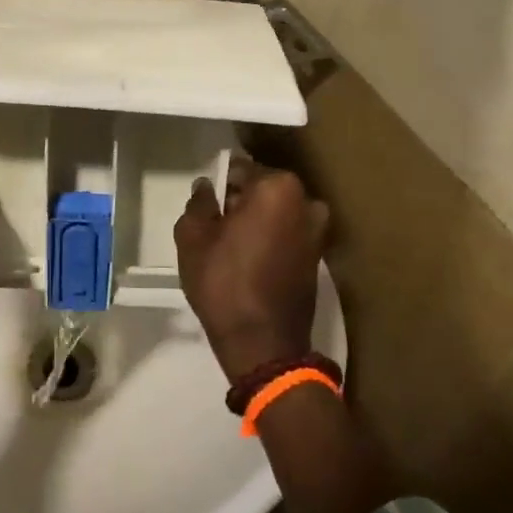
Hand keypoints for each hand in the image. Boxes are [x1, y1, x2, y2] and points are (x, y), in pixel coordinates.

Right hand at [175, 158, 328, 384]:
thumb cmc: (223, 282)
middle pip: (263, 190)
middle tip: (216, 225)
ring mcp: (318, 231)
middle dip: (241, 201)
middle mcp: (307, 202)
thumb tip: (206, 187)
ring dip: (257, 221)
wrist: (262, 343)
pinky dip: (271, 240)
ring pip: (277, 213)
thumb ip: (199, 203)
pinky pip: (288, 235)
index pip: (241, 169)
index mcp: (278, 188)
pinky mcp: (319, 258)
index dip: (220, 183)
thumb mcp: (193, 237)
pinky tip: (250, 260)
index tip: (207, 203)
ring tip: (232, 245)